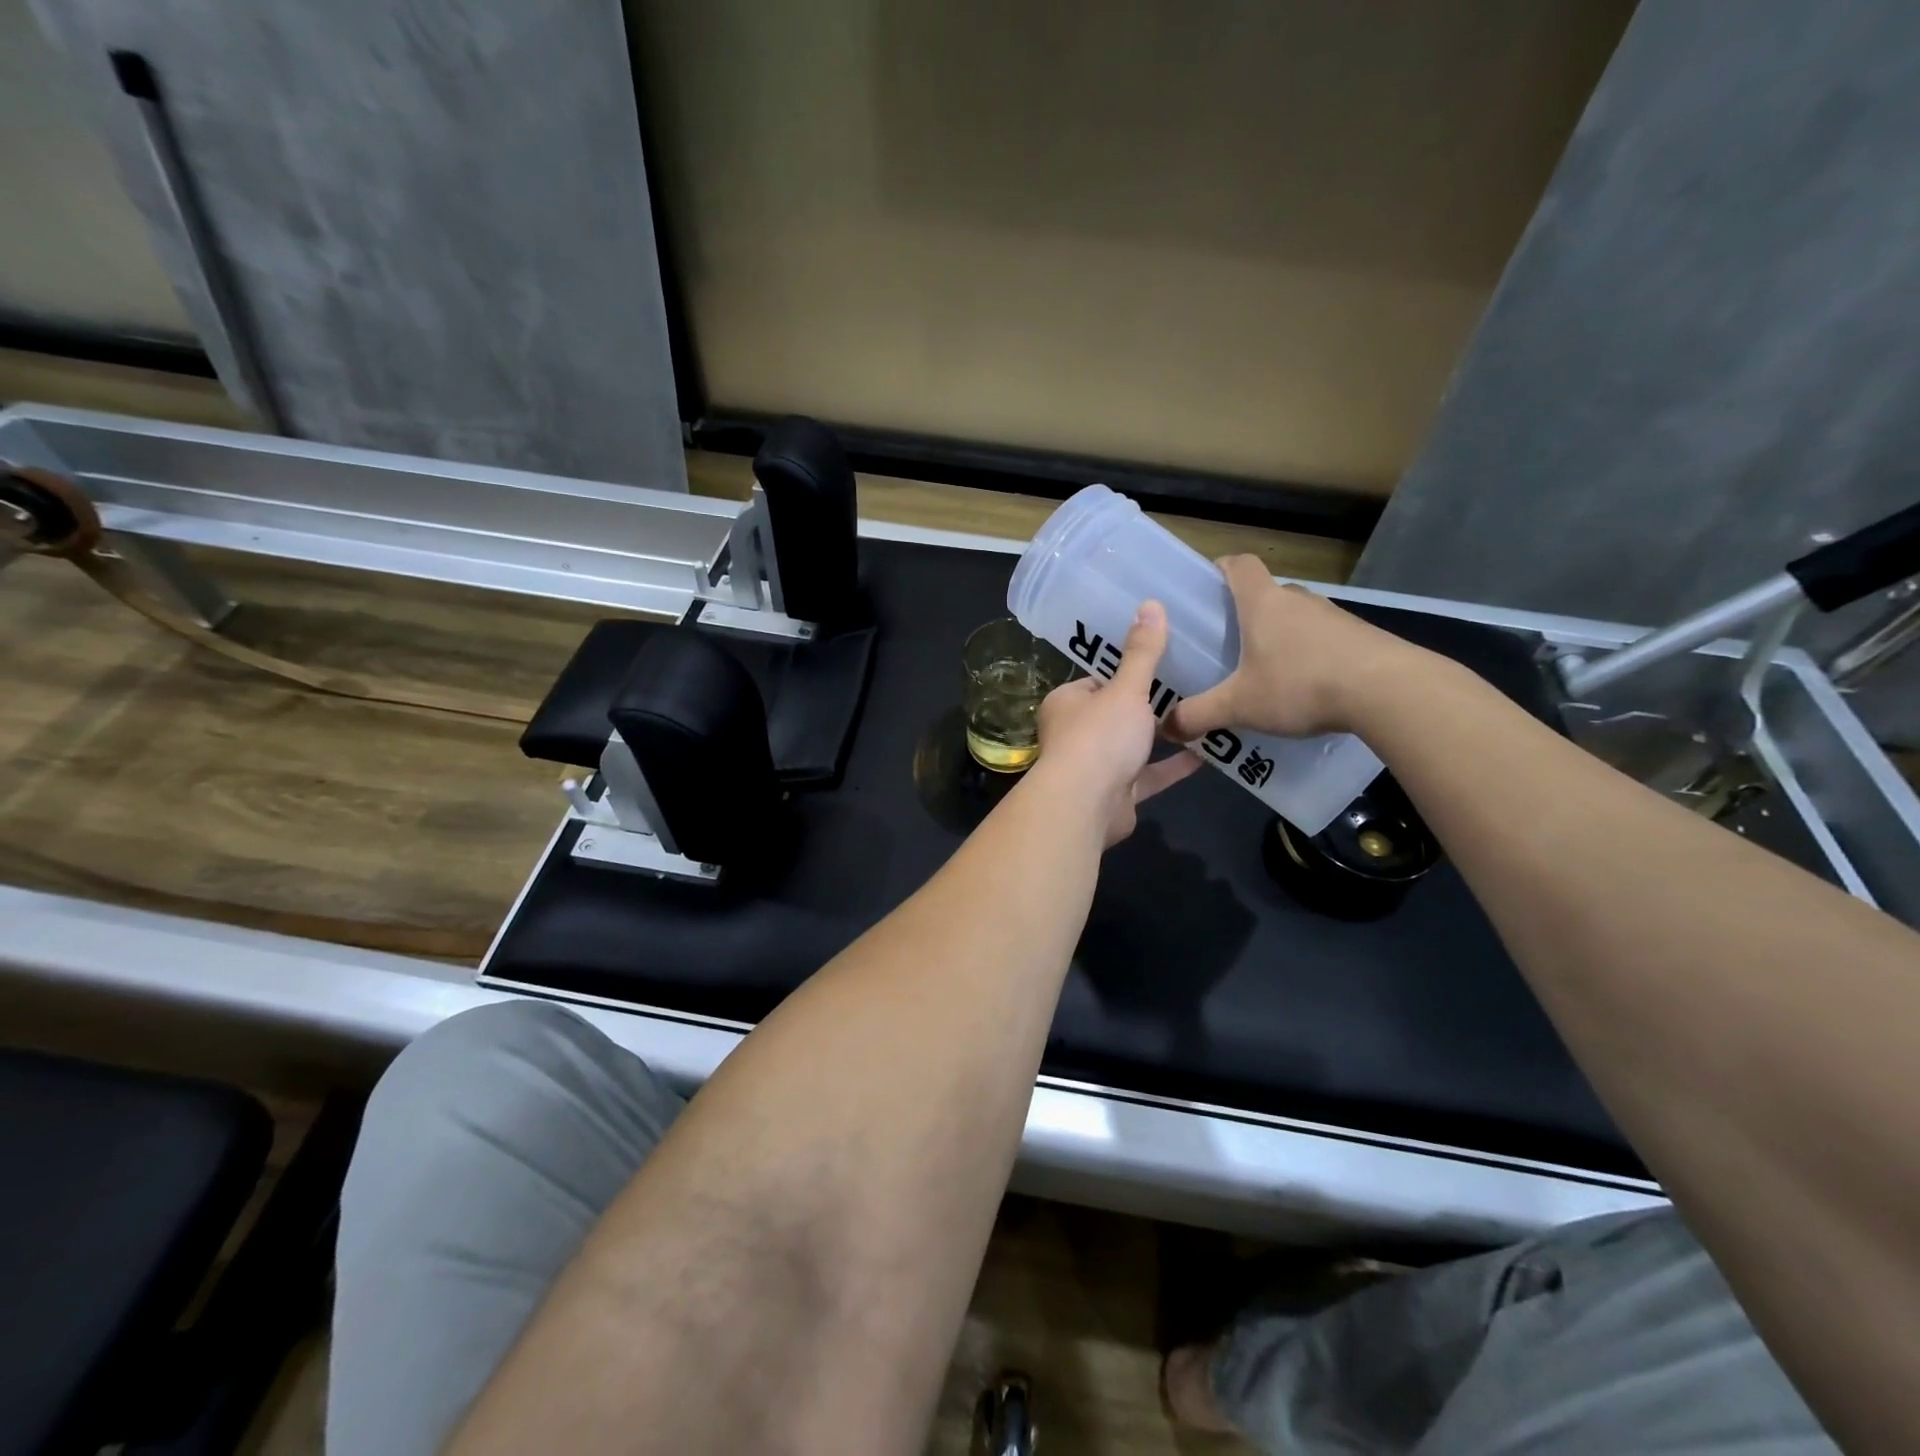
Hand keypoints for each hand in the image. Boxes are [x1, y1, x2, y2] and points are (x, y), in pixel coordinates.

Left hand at [1030, 601, 1200, 845]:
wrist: (1085, 806)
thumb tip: (1151, 603)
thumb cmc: (1099, 737)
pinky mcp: (1116, 795)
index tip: (1160, 663)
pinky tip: (1206, 754)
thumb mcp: (1126, 689)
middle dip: (1147, 706)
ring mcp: (1095, 767)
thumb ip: (1142, 653)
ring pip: (1132, 747)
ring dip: (1161, 736)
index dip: (1126, 673)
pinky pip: (1148, 776)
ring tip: (1201, 715)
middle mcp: (1075, 734)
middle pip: (1115, 714)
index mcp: (1067, 703)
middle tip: (1190, 685)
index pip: (1097, 680)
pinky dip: (1171, 767)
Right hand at [1164, 555, 1418, 740]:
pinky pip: (1322, 640)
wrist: (1389, 691)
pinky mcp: (1359, 638)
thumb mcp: (1240, 706)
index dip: (1219, 568)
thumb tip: (1165, 727)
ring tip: (1263, 674)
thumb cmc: (1301, 684)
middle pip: (1265, 594)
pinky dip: (1308, 656)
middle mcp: (1298, 600)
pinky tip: (1304, 690)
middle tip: (1225, 647)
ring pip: (1295, 619)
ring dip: (1279, 638)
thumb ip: (1199, 715)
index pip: (1238, 564)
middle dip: (1244, 615)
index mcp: (1263, 603)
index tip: (1205, 588)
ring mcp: (1333, 617)